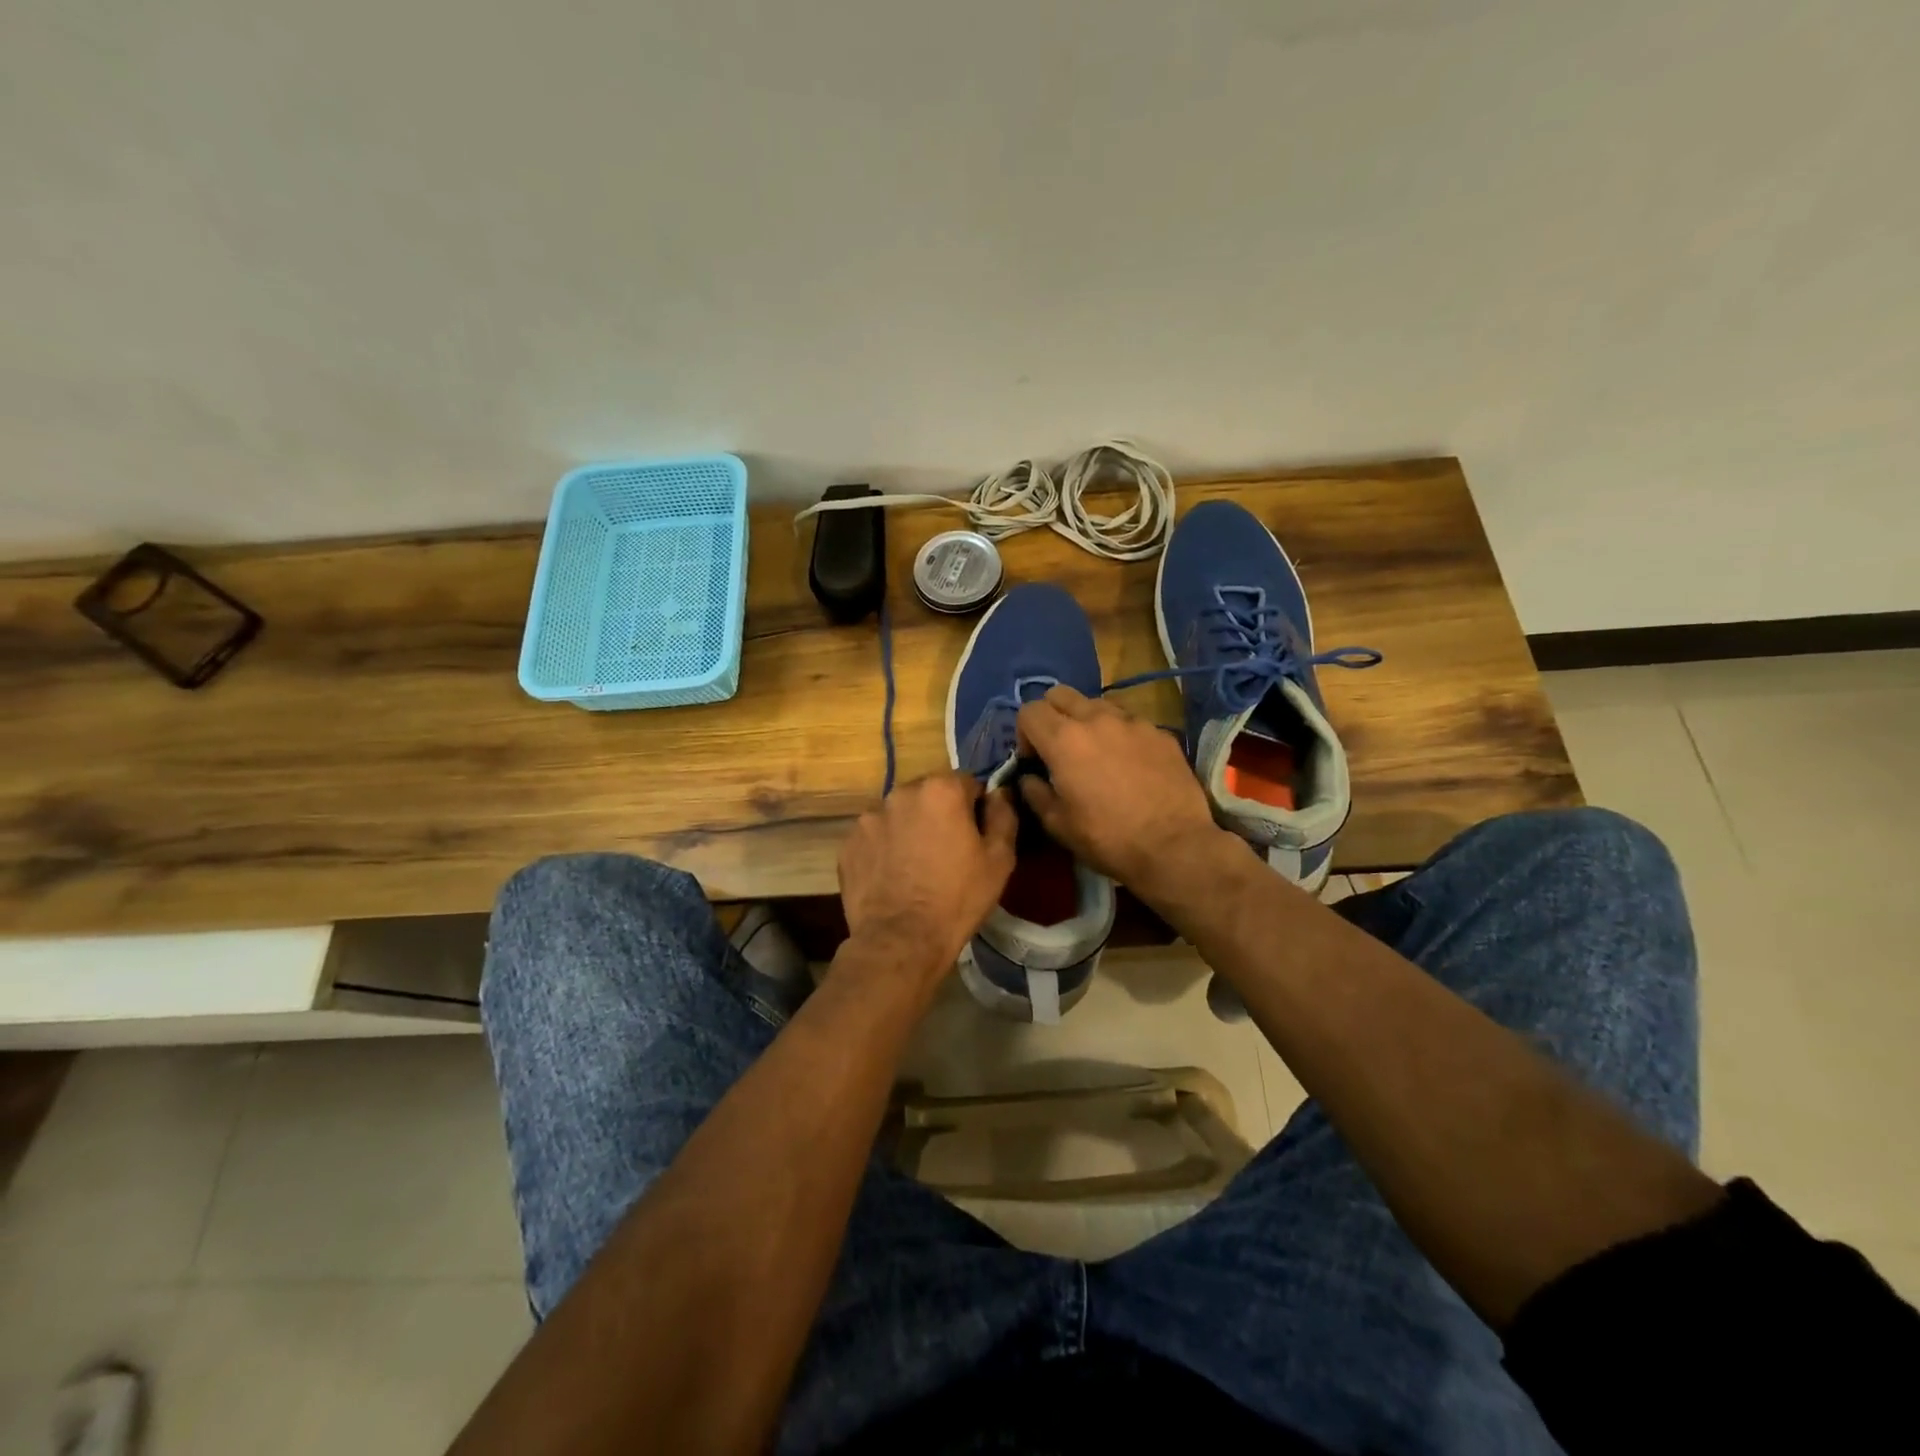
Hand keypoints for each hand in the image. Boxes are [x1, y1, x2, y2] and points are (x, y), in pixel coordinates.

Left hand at [837, 771, 1017, 988]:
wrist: (901, 941)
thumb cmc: (957, 898)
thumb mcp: (1000, 859)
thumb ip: (1003, 815)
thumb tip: (1000, 792)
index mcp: (941, 790)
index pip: (968, 783)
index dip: (976, 808)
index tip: (976, 836)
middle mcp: (901, 792)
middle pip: (929, 794)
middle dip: (939, 814)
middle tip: (947, 852)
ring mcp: (869, 817)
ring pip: (900, 815)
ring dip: (910, 829)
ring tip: (916, 866)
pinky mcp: (849, 842)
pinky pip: (875, 837)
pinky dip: (885, 848)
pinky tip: (893, 877)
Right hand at [1015, 685, 1229, 895]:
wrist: (1173, 846)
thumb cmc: (1107, 838)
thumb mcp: (1057, 824)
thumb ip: (1034, 792)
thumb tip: (1029, 777)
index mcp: (1063, 739)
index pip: (1029, 711)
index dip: (1024, 734)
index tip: (1035, 761)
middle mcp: (1096, 718)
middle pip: (1060, 694)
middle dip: (1052, 715)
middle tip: (1060, 748)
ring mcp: (1132, 722)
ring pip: (1097, 704)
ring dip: (1087, 721)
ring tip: (1097, 754)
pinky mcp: (1160, 732)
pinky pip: (1129, 722)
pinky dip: (1120, 735)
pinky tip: (1130, 765)